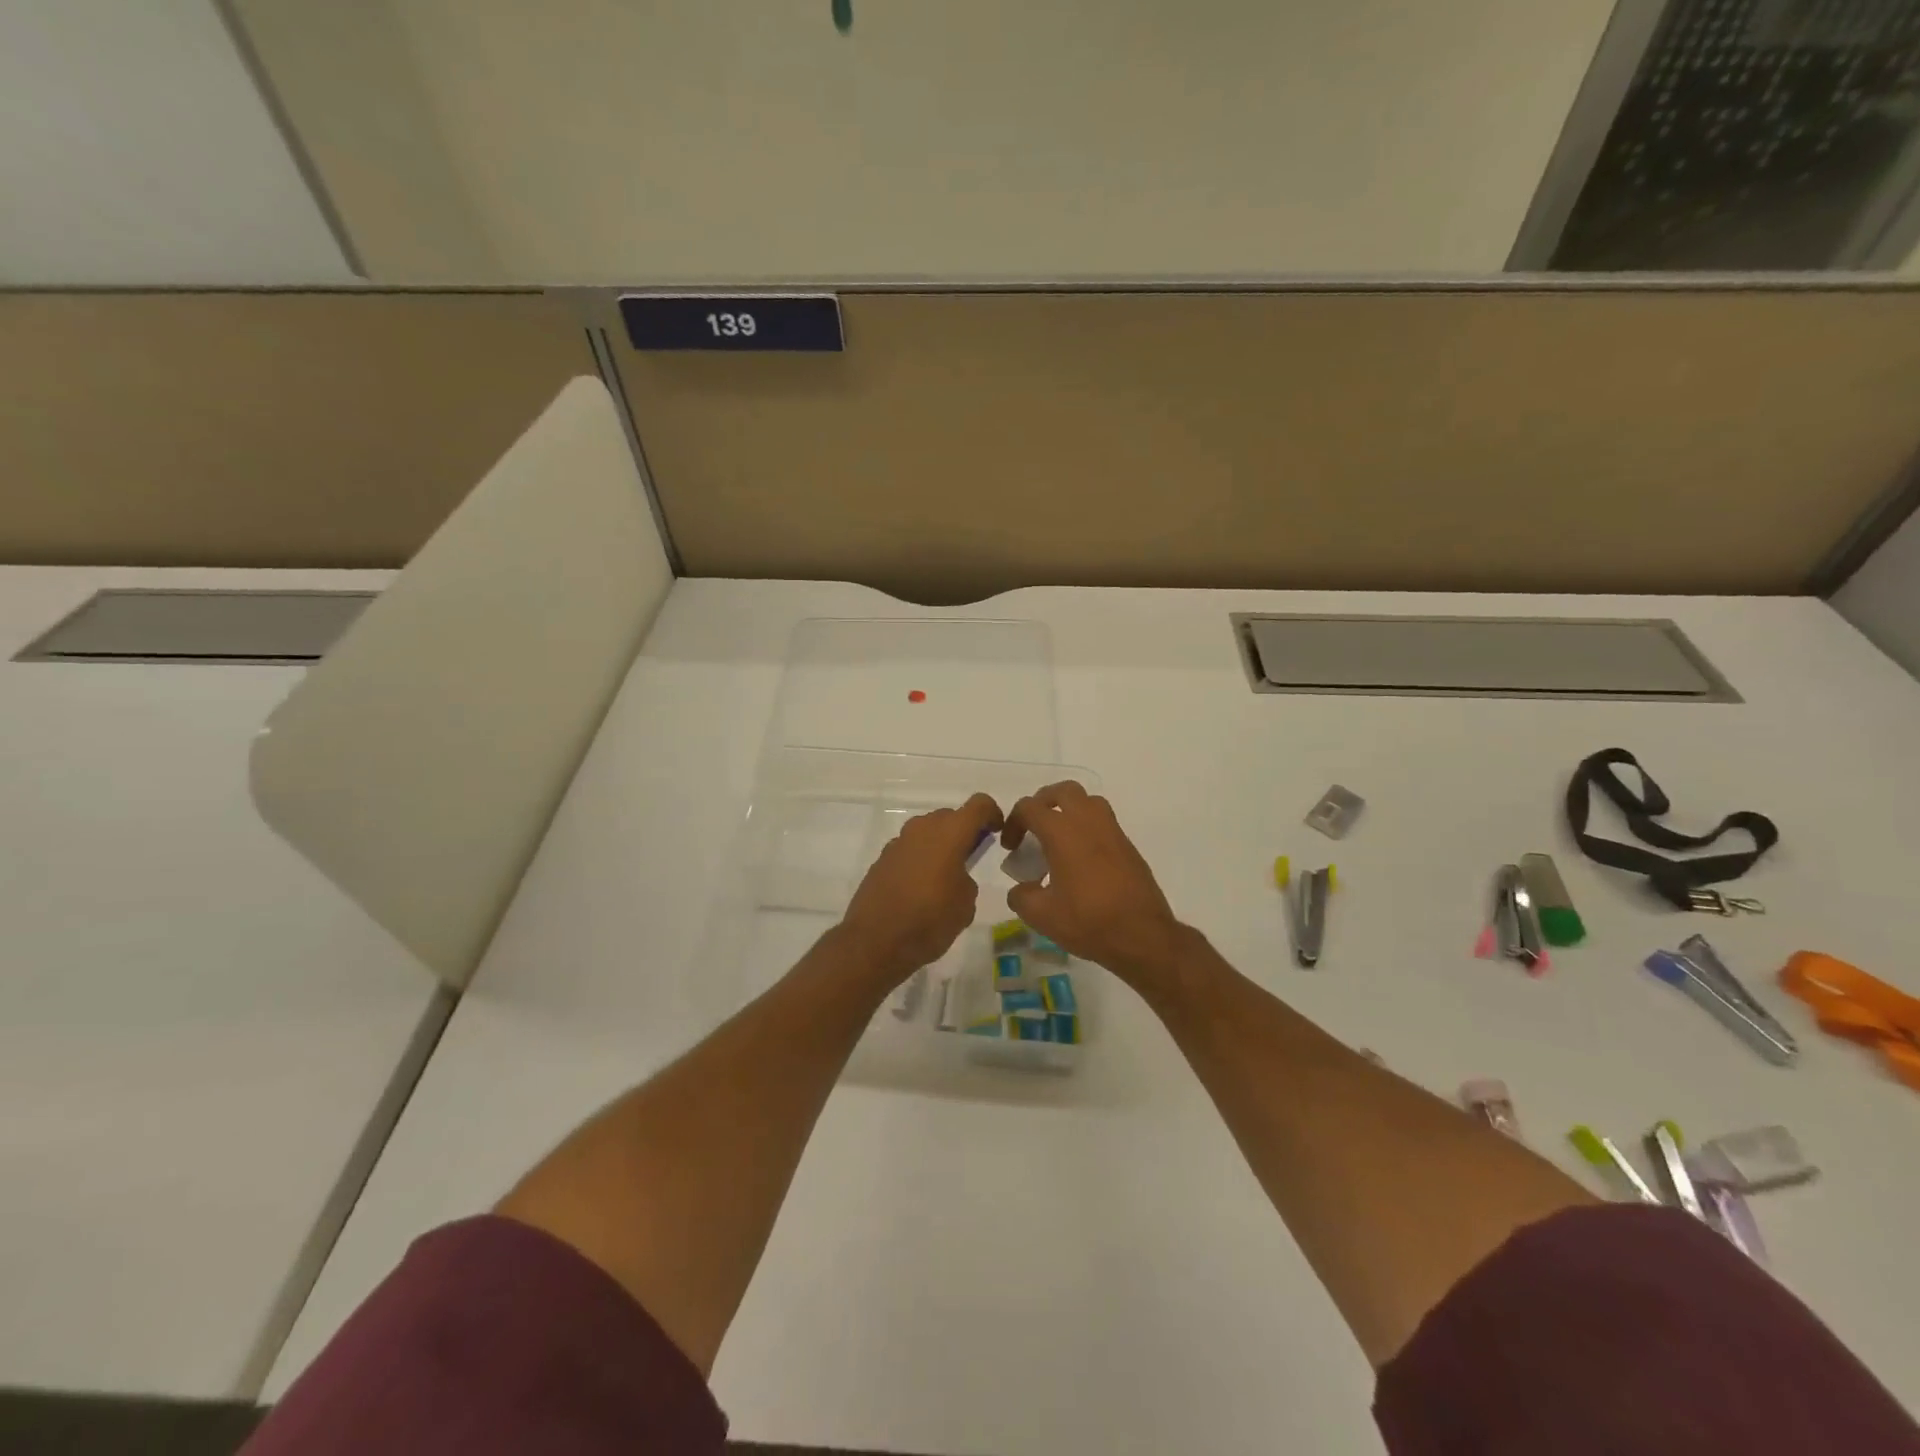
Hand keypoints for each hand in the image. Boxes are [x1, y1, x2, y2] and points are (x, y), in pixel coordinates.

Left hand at [838, 793, 1002, 985]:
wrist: (875, 941)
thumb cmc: (930, 921)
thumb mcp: (965, 904)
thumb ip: (966, 880)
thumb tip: (955, 877)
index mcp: (950, 833)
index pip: (979, 805)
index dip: (992, 814)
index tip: (997, 833)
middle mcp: (922, 829)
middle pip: (950, 817)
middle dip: (963, 832)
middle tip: (971, 858)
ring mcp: (898, 842)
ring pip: (927, 832)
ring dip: (939, 845)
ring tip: (944, 877)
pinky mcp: (881, 859)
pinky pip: (909, 849)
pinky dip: (919, 859)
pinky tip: (919, 888)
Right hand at [1000, 782, 1187, 986]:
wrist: (1142, 935)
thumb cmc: (1088, 921)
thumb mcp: (1041, 915)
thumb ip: (1021, 896)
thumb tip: (1022, 888)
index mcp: (1062, 832)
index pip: (1029, 807)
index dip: (1013, 823)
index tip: (1011, 848)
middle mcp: (1088, 821)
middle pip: (1062, 791)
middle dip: (1043, 803)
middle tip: (1034, 827)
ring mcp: (1112, 831)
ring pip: (1088, 801)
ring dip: (1069, 810)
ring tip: (1059, 838)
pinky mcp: (1128, 845)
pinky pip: (1103, 821)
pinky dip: (1087, 828)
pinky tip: (1082, 859)